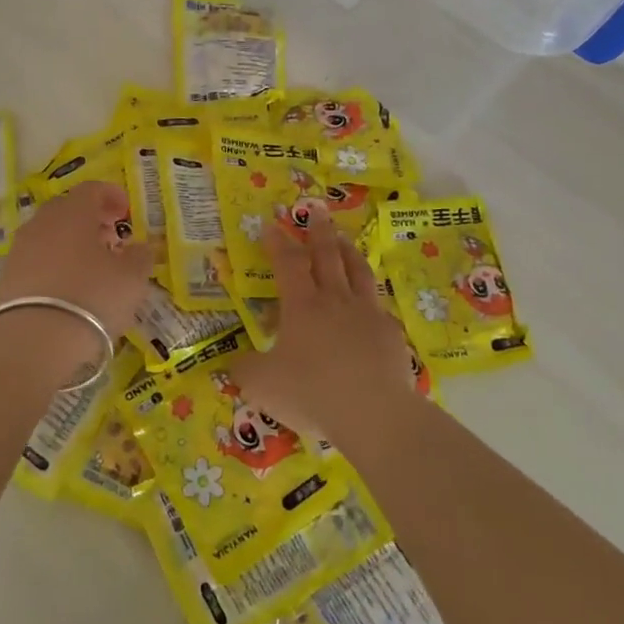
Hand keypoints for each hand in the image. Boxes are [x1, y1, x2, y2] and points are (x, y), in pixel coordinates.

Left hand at [0, 180, 153, 343]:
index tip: (125, 211)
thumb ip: (140, 257)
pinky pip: (36, 260)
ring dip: (71, 243)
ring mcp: (20, 250)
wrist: (32, 341)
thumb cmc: (91, 297)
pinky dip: (54, 265)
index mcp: (73, 212)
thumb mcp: (131, 278)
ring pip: (49, 235)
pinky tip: (67, 288)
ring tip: (91, 266)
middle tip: (110, 236)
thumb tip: (140, 247)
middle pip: (67, 209)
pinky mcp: (7, 277)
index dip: (111, 196)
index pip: (92, 189)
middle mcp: (42, 223)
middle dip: (90, 219)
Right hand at [228, 207, 413, 447]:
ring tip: (345, 240)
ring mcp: (368, 314)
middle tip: (317, 211)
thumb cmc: (311, 392)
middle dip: (319, 232)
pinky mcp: (391, 334)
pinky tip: (370, 303)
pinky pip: (379, 306)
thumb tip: (233, 362)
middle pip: (327, 256)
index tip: (271, 225)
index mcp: (302, 305)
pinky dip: (371, 297)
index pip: (288, 263)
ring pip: (358, 271)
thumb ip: (244, 369)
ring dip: (349, 252)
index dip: (278, 243)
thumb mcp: (262, 385)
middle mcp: (336, 300)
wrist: (373, 412)